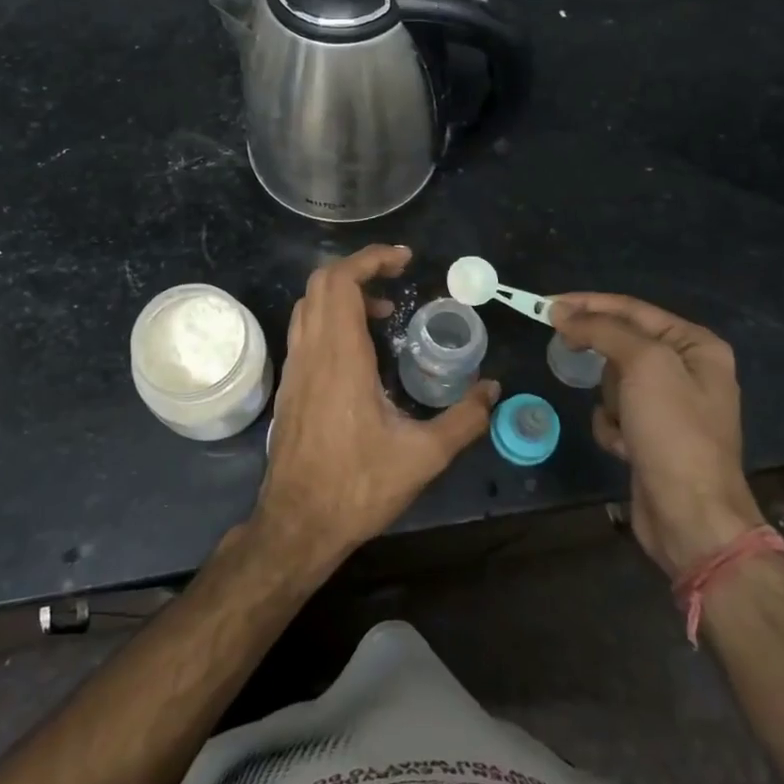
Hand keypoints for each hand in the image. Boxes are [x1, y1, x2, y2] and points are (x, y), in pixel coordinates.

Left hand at [252, 245, 497, 578]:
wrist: (297, 524)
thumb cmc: (357, 487)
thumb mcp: (423, 457)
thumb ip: (464, 420)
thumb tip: (493, 390)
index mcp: (340, 357)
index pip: (342, 282)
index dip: (371, 259)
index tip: (404, 259)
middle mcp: (312, 352)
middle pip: (322, 283)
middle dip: (360, 268)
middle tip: (398, 278)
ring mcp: (296, 368)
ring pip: (309, 305)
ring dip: (343, 292)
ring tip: (384, 310)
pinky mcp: (291, 385)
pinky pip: (306, 329)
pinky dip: (331, 317)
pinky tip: (360, 348)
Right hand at [550, 293, 760, 578]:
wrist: (690, 515)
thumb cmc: (673, 431)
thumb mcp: (643, 365)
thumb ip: (603, 330)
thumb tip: (561, 312)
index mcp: (696, 346)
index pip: (632, 310)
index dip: (588, 304)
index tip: (547, 305)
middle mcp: (688, 370)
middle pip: (622, 344)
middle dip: (602, 359)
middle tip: (568, 352)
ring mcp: (670, 406)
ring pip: (614, 381)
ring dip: (608, 399)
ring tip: (622, 421)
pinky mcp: (651, 436)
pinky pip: (615, 414)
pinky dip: (611, 427)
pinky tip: (623, 447)